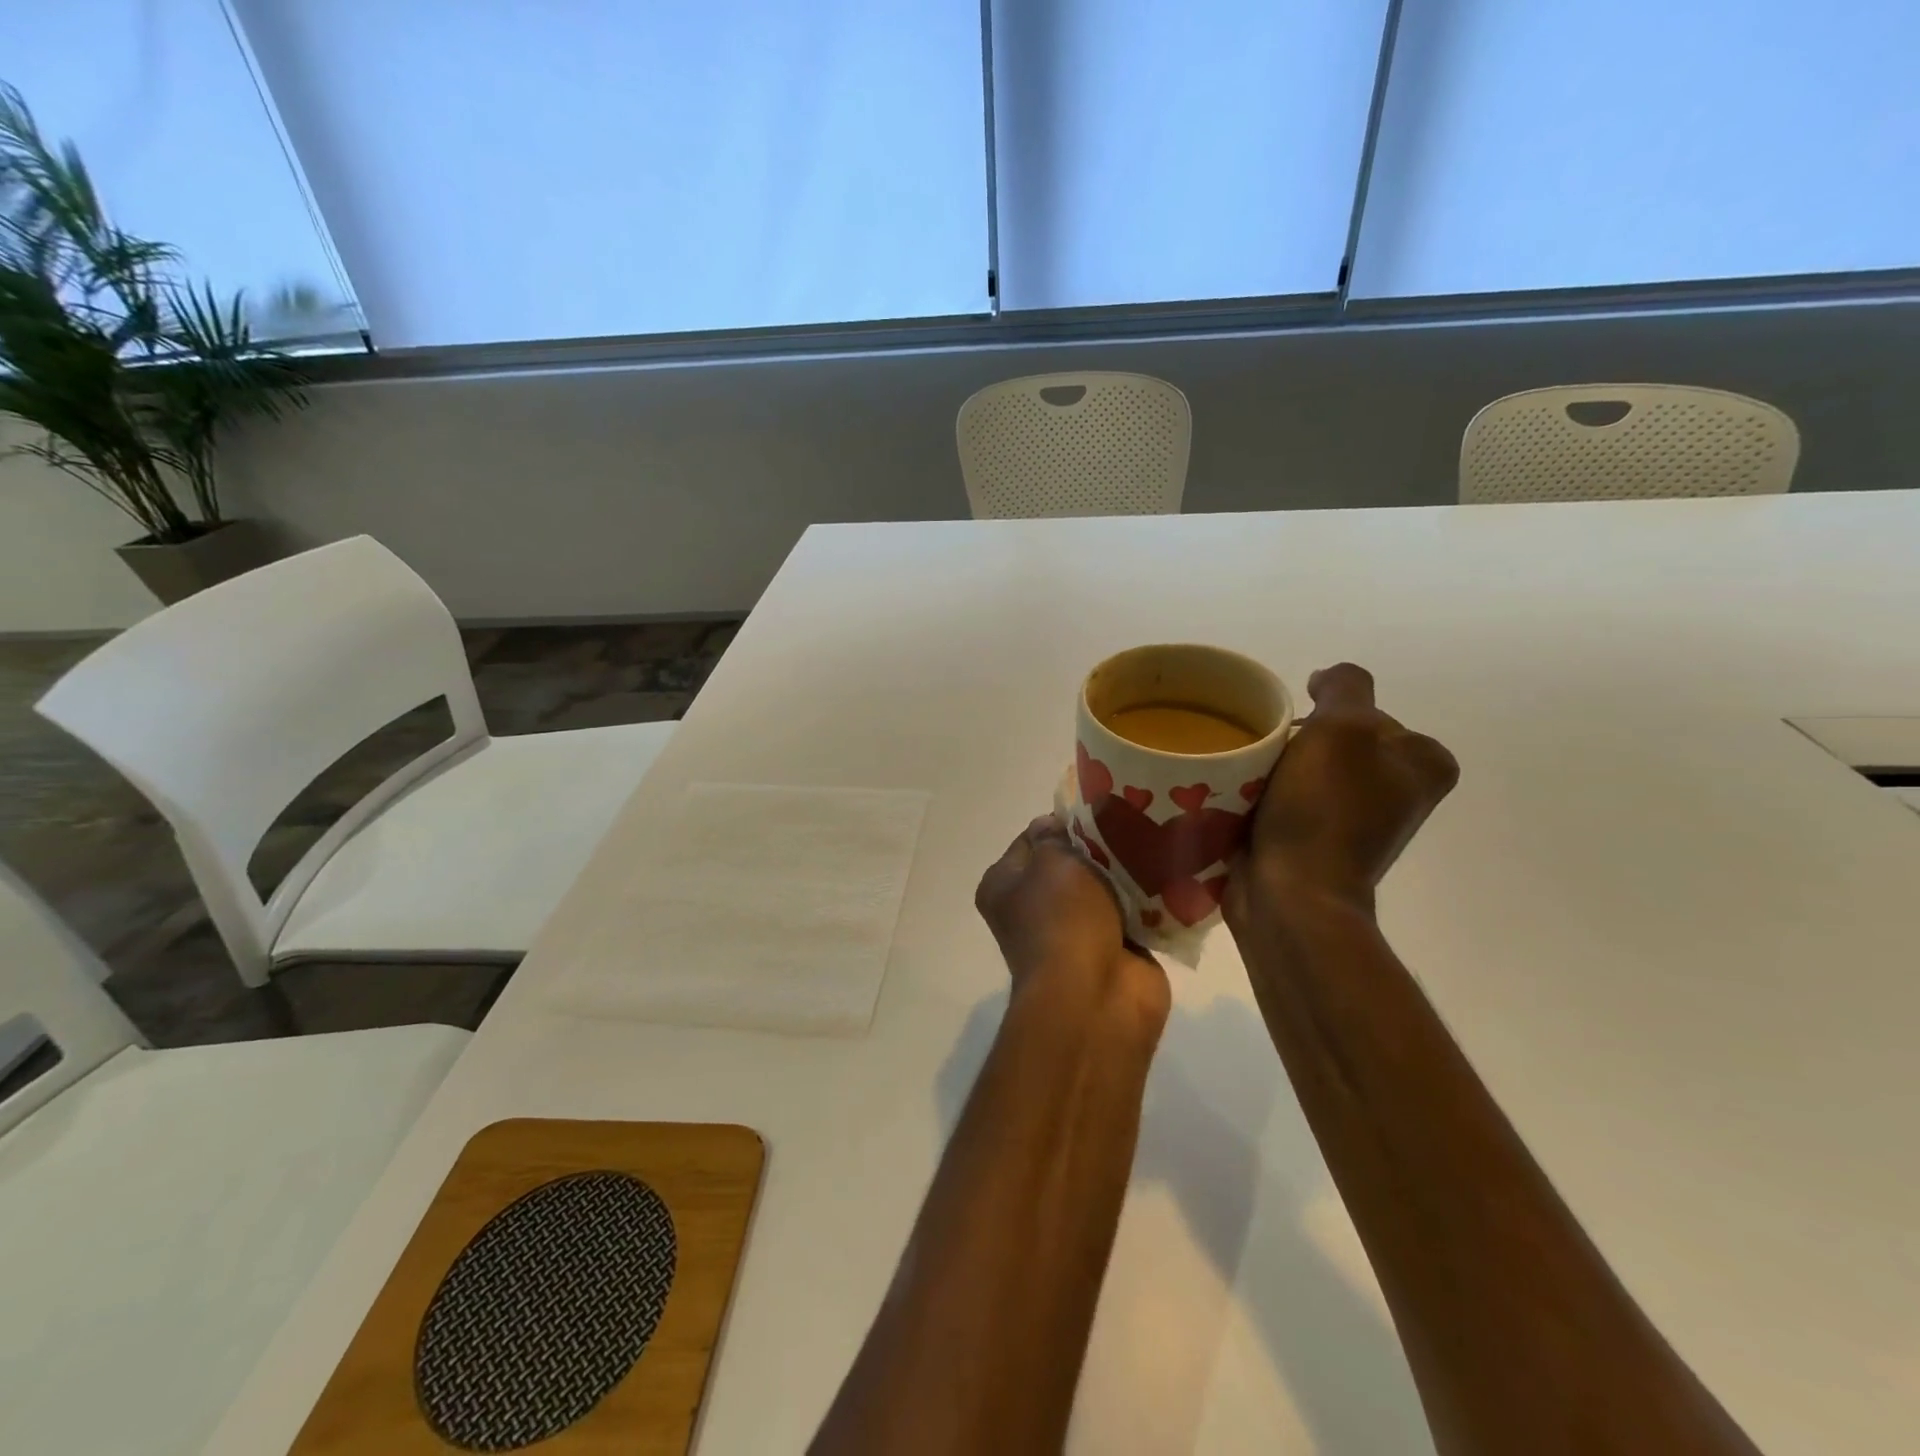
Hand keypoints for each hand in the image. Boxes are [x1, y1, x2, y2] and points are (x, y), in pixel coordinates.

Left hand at [976, 814, 1168, 1023]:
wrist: (1097, 996)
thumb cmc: (1063, 918)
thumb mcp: (1052, 860)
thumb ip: (1057, 835)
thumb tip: (1061, 827)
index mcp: (1003, 885)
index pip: (1033, 838)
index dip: (1064, 822)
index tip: (1098, 812)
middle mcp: (1033, 908)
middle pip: (1073, 861)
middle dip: (1102, 846)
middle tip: (1134, 826)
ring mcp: (1075, 931)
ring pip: (1107, 886)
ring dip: (1129, 873)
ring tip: (1156, 846)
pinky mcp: (1115, 950)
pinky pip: (1135, 913)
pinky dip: (1150, 901)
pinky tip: (1170, 876)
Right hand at [1225, 663, 1457, 924]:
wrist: (1291, 895)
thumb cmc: (1325, 810)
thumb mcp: (1343, 727)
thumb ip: (1345, 686)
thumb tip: (1325, 682)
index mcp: (1423, 766)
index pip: (1370, 714)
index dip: (1328, 714)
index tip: (1297, 730)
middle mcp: (1398, 793)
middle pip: (1335, 741)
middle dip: (1298, 741)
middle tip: (1268, 753)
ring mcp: (1357, 823)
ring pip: (1307, 770)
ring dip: (1276, 768)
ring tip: (1249, 777)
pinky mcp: (1318, 844)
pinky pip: (1289, 801)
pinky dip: (1267, 796)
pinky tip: (1245, 801)